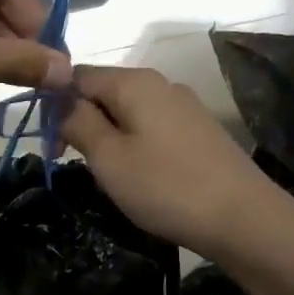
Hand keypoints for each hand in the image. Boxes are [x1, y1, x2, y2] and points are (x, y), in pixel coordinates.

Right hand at [61, 65, 293, 256]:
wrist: (244, 219)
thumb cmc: (165, 186)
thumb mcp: (108, 158)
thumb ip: (78, 122)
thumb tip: (59, 101)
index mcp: (134, 81)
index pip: (77, 75)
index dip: (56, 103)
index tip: (49, 142)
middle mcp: (161, 83)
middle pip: (105, 92)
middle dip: (83, 122)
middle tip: (76, 164)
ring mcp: (185, 107)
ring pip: (129, 113)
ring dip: (109, 138)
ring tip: (109, 177)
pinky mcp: (200, 131)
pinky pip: (153, 128)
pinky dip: (136, 146)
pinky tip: (142, 178)